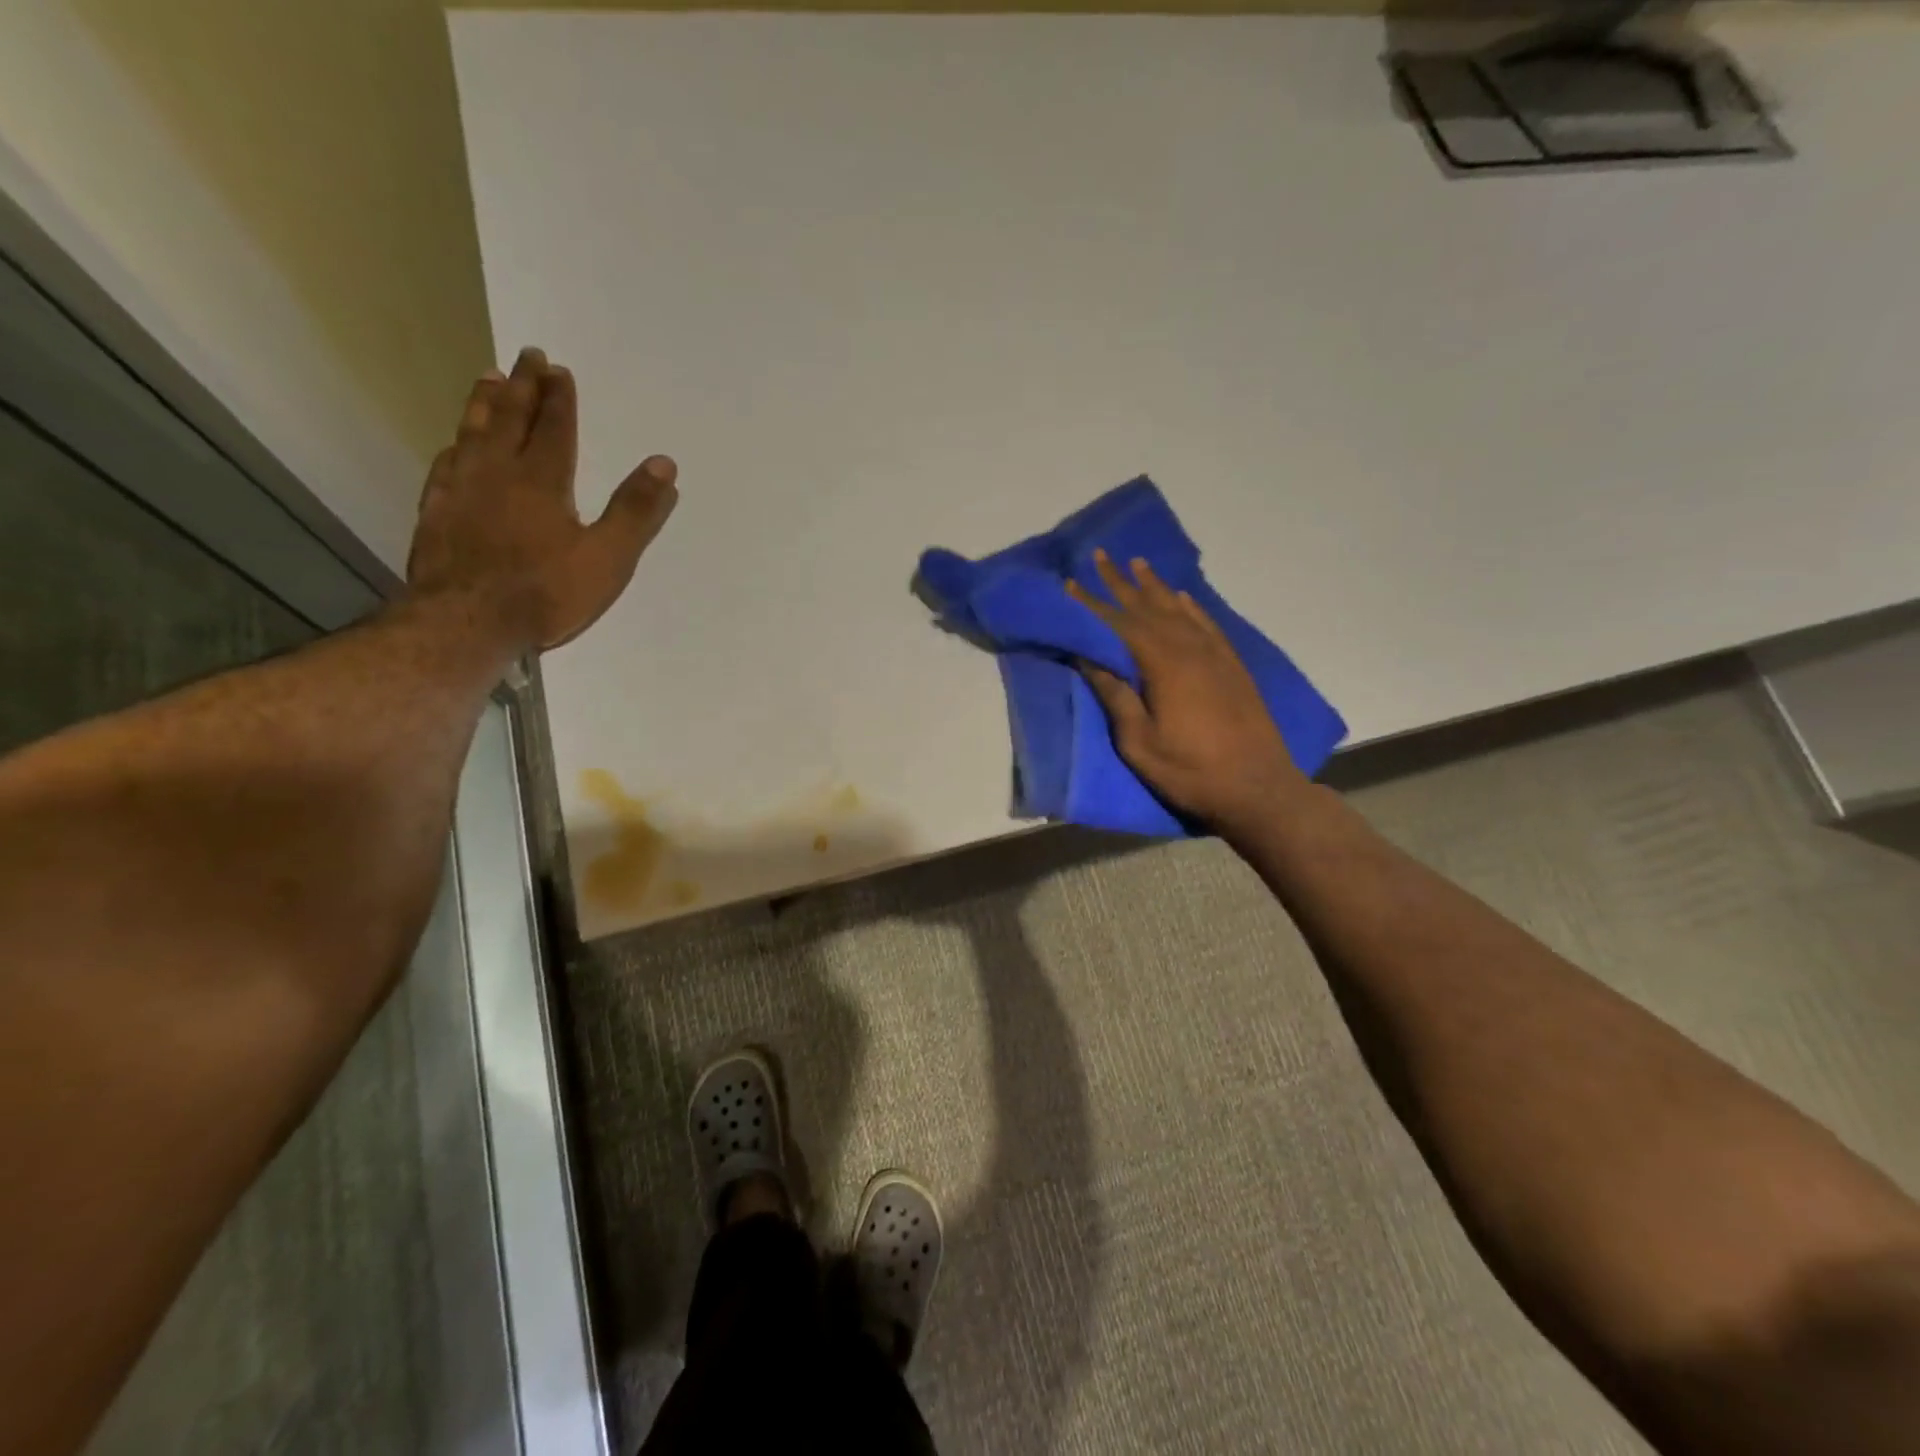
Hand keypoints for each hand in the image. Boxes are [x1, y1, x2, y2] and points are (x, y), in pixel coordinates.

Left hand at [407, 347, 677, 650]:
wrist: (467, 623)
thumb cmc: (546, 592)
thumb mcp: (608, 557)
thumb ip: (635, 511)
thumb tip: (664, 464)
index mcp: (543, 482)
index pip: (554, 429)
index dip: (559, 399)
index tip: (559, 369)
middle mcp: (498, 474)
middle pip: (510, 420)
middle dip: (522, 387)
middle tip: (527, 357)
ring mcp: (461, 491)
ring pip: (473, 434)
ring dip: (484, 404)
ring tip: (489, 379)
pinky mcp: (436, 513)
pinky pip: (446, 466)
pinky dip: (455, 446)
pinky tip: (454, 444)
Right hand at [1068, 550, 1308, 834]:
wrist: (1258, 789)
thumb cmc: (1190, 772)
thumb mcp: (1139, 743)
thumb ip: (1116, 696)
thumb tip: (1089, 658)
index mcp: (1163, 665)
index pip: (1119, 624)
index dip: (1092, 604)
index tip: (1070, 583)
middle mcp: (1190, 649)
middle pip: (1148, 607)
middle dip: (1121, 582)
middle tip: (1101, 555)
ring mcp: (1215, 655)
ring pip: (1179, 609)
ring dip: (1155, 586)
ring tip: (1137, 564)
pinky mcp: (1232, 666)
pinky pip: (1207, 624)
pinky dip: (1190, 606)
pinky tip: (1181, 596)